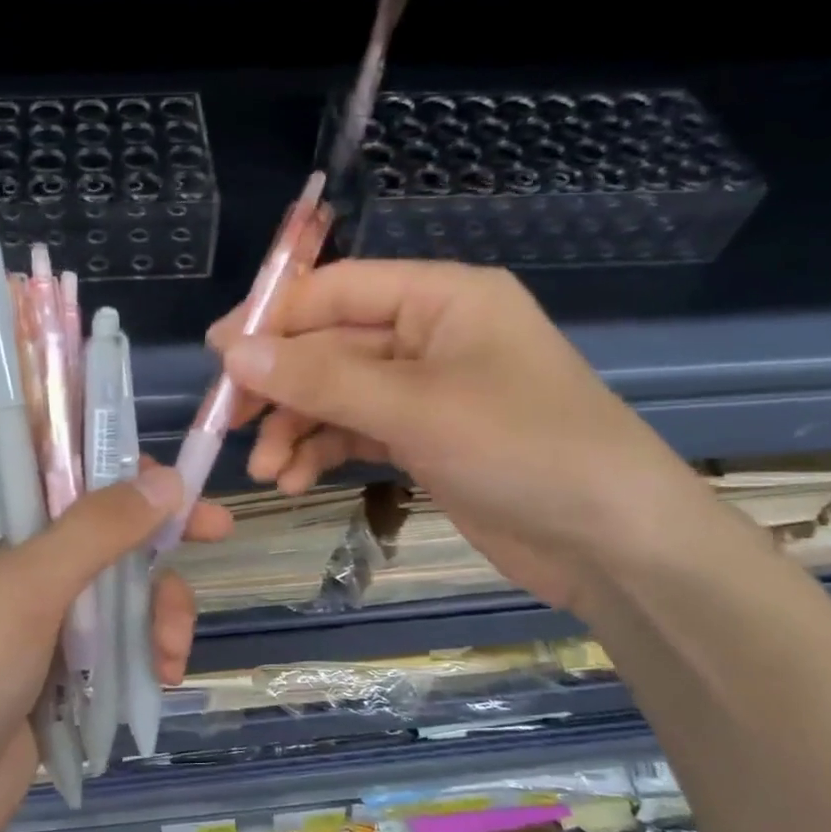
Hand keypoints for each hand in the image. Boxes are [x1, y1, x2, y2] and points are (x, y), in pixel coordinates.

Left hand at [0, 464, 231, 831]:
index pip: (51, 462)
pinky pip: (113, 633)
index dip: (112, 460)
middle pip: (98, 523)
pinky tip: (161, 674)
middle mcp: (5, 556)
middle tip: (219, 530)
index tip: (169, 475)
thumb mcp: (25, 590)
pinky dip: (142, 647)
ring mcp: (32, 612)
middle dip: (155, 539)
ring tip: (170, 650)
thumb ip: (98, 529)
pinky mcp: (54, 662)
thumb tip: (169, 480)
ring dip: (155, 608)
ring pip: (115, 581)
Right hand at [210, 259, 716, 611]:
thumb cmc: (523, 449)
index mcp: (441, 297)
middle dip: (281, 388)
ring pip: (337, 395)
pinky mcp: (425, 438)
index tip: (218, 356)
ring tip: (266, 472)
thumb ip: (321, 379)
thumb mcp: (415, 408)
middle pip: (331, 346)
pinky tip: (294, 480)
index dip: (274, 319)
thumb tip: (233, 352)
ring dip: (296, 428)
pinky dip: (324, 451)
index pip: (338, 289)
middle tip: (228, 423)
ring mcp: (427, 390)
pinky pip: (356, 431)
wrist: (612, 542)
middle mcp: (430, 334)